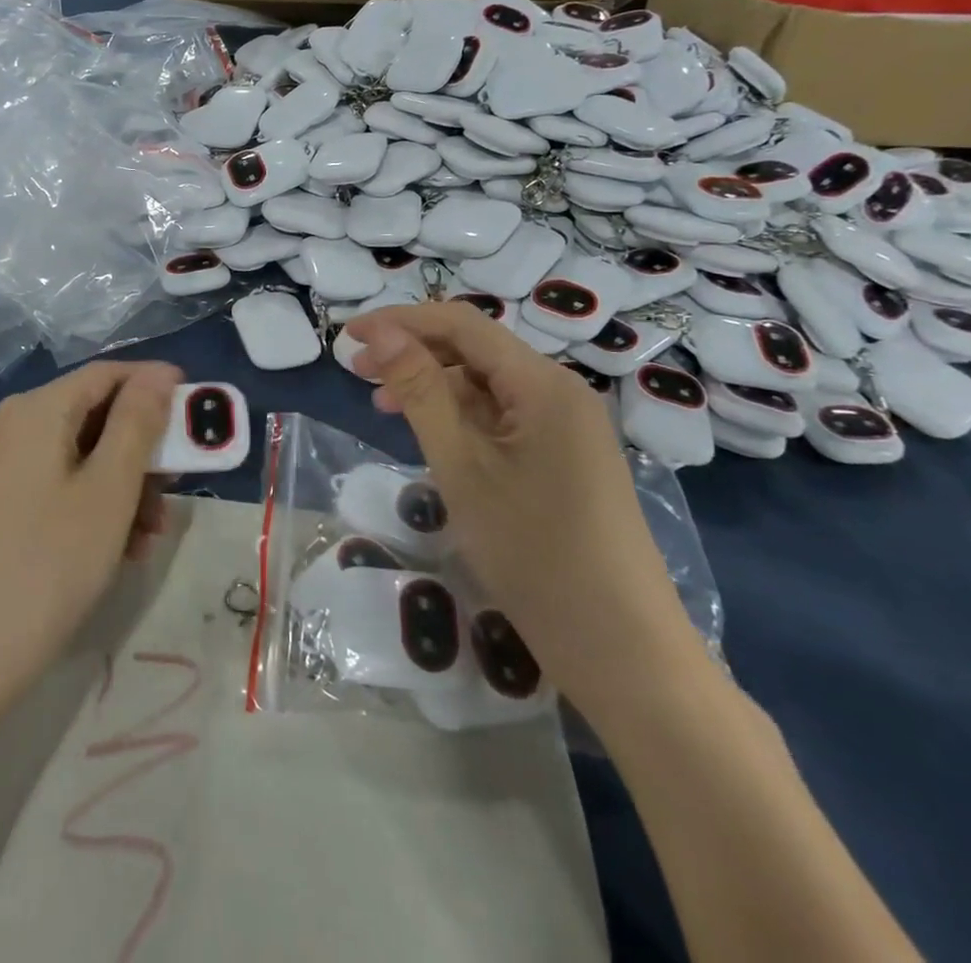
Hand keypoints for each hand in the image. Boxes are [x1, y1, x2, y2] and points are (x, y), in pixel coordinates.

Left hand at [0, 361, 181, 722]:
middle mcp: (13, 428)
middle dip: (143, 449)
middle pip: (95, 415)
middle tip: (178, 490)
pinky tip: (118, 550)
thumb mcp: (108, 490)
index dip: (156, 386)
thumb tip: (159, 372)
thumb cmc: (45, 564)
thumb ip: (138, 423)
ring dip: (125, 486)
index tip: (198, 416)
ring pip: (81, 456)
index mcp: (37, 410)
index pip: (108, 373)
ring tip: (149, 536)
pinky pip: (59, 487)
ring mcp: (1, 470)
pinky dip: (94, 507)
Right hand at [345, 304, 703, 717]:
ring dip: (433, 385)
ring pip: (487, 385)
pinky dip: (461, 417)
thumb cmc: (534, 553)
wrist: (621, 649)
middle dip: (414, 352)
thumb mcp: (461, 467)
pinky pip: (504, 418)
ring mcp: (566, 426)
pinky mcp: (565, 457)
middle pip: (476, 350)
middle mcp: (560, 391)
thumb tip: (379, 333)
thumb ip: (419, 391)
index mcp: (543, 382)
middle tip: (357, 372)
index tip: (348, 337)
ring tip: (382, 405)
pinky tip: (430, 435)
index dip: (400, 321)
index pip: (461, 324)